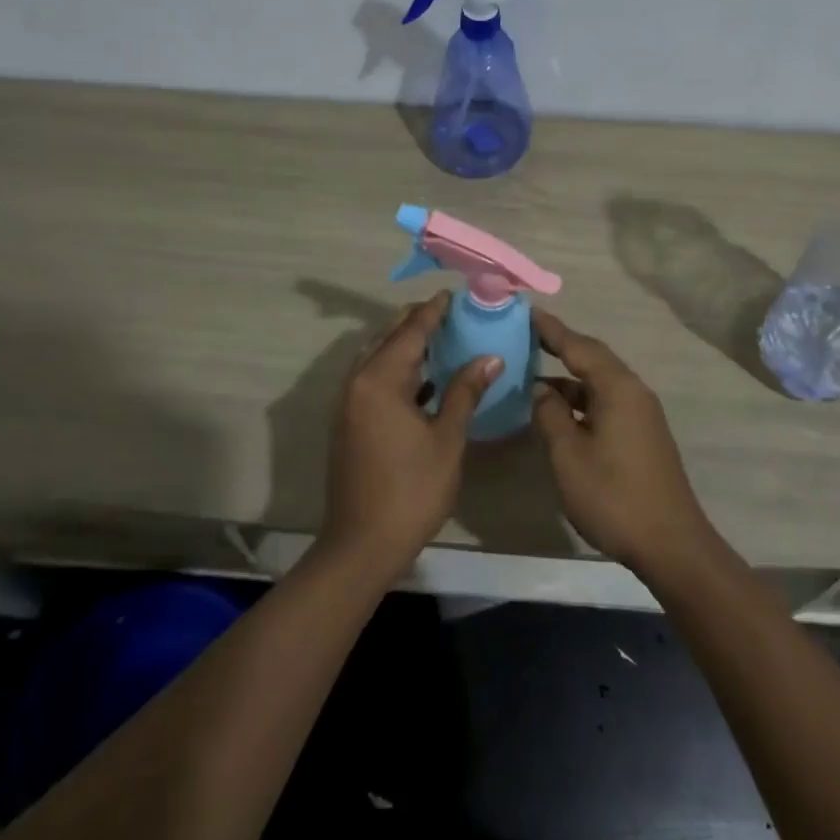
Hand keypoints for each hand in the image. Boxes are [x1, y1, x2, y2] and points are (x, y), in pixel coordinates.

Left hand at [322, 292, 501, 581]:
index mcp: (379, 379)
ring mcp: (348, 402)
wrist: (362, 544)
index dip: (433, 311)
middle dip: (418, 322)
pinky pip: (374, 379)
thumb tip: (490, 357)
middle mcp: (357, 381)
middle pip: (389, 338)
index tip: (455, 294)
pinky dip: (398, 370)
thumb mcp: (447, 439)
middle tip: (451, 313)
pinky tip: (425, 378)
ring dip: (406, 345)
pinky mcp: (349, 421)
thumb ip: (465, 392)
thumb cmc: (411, 490)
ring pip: (378, 358)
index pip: (411, 331)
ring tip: (442, 337)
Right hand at [531, 310, 715, 575]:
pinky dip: (581, 400)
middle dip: (561, 347)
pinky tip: (560, 413)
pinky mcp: (643, 434)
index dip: (551, 330)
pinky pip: (607, 402)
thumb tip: (541, 390)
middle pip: (593, 359)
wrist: (671, 543)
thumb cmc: (613, 495)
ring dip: (569, 379)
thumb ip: (550, 415)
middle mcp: (634, 391)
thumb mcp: (568, 455)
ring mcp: (642, 414)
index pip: (579, 346)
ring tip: (534, 376)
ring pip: (599, 383)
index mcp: (617, 388)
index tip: (527, 312)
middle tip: (528, 337)